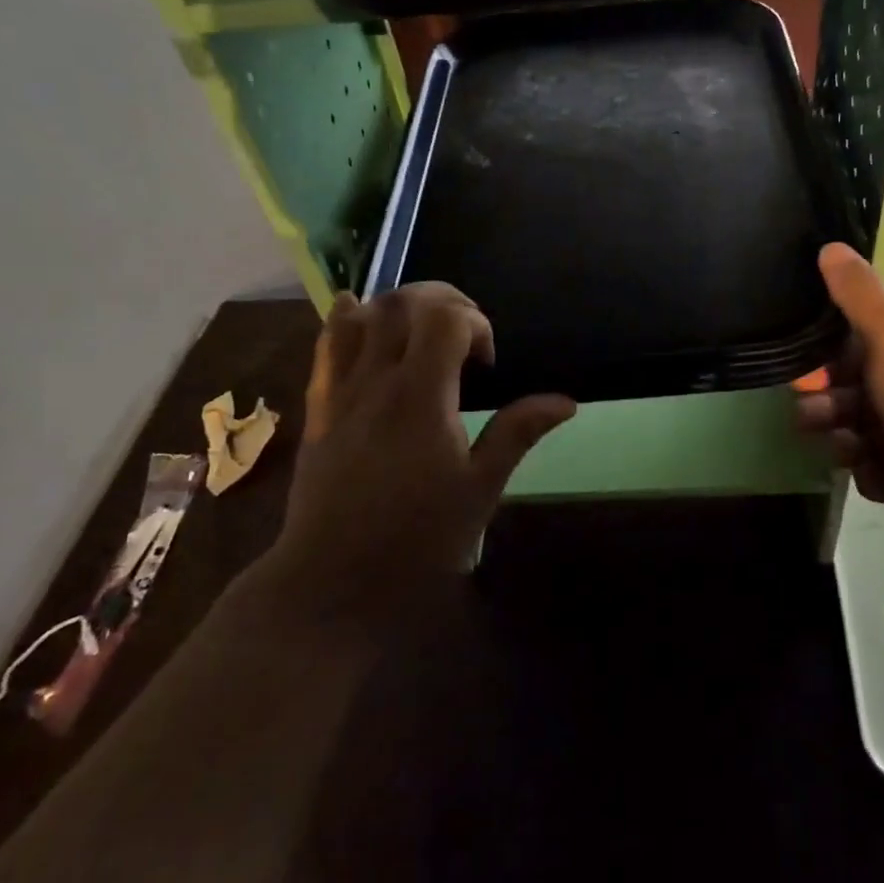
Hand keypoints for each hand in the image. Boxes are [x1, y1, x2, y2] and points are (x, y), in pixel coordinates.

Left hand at [261, 283, 574, 621]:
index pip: (446, 318)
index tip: (487, 364)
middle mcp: (377, 382)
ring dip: (397, 306)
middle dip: (441, 300)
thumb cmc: (417, 541)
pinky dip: (347, 319)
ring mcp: (340, 392)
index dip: (476, 322)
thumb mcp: (480, 490)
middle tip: (464, 335)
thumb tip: (565, 401)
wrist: (333, 582)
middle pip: (402, 303)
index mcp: (422, 398)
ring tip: (420, 331)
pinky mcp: (318, 408)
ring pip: (360, 315)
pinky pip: (325, 345)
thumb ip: (517, 434)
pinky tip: (361, 317)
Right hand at [795, 244, 883, 542]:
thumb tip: (830, 245)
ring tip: (846, 449)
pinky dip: (874, 473)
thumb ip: (860, 294)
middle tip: (813, 417)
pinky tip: (881, 474)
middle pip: (856, 391)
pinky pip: (878, 470)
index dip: (831, 360)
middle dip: (829, 404)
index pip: (865, 345)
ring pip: (861, 432)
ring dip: (844, 440)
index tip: (808, 374)